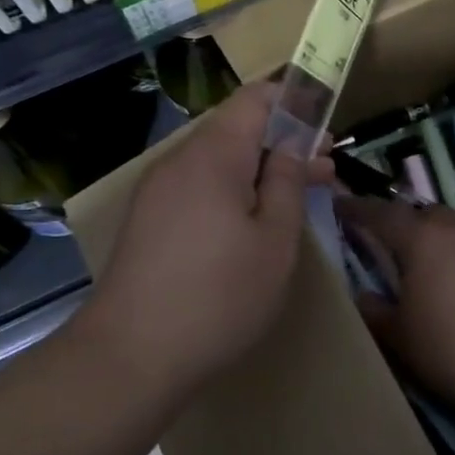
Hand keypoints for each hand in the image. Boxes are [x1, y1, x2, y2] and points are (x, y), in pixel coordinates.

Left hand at [92, 80, 328, 396]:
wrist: (129, 356)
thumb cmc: (219, 296)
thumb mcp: (274, 240)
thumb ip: (287, 182)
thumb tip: (294, 144)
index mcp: (214, 154)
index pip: (256, 98)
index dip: (294, 102)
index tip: (326, 127)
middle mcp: (180, 160)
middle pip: (236, 129)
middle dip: (283, 143)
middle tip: (324, 172)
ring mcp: (158, 190)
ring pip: (218, 161)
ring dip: (259, 170)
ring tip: (295, 200)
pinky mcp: (147, 219)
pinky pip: (198, 187)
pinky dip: (231, 192)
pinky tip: (251, 225)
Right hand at [337, 198, 454, 411]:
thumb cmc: (451, 348)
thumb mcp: (400, 337)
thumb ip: (376, 312)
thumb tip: (365, 297)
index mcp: (422, 239)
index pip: (382, 214)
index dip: (359, 209)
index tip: (342, 205)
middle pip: (426, 215)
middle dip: (408, 224)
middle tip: (395, 246)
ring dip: (443, 244)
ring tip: (435, 272)